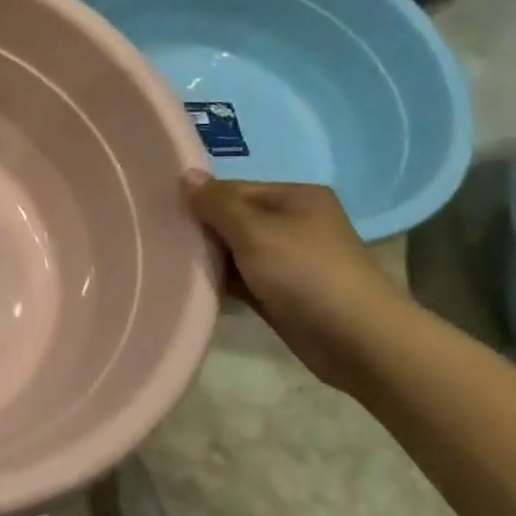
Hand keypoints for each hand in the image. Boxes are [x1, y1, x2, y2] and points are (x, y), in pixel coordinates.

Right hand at [184, 171, 415, 390]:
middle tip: (159, 242)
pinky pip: (241, 279)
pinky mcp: (281, 293)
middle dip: (201, 232)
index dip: (200, 202)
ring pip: (235, 252)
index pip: (234, 189)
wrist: (356, 339)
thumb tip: (185, 175)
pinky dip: (220, 282)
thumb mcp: (256, 231)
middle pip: (233, 220)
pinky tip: (191, 288)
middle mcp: (293, 223)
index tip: (161, 218)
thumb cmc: (306, 273)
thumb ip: (217, 204)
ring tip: (167, 265)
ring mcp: (289, 260)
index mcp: (295, 197)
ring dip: (208, 259)